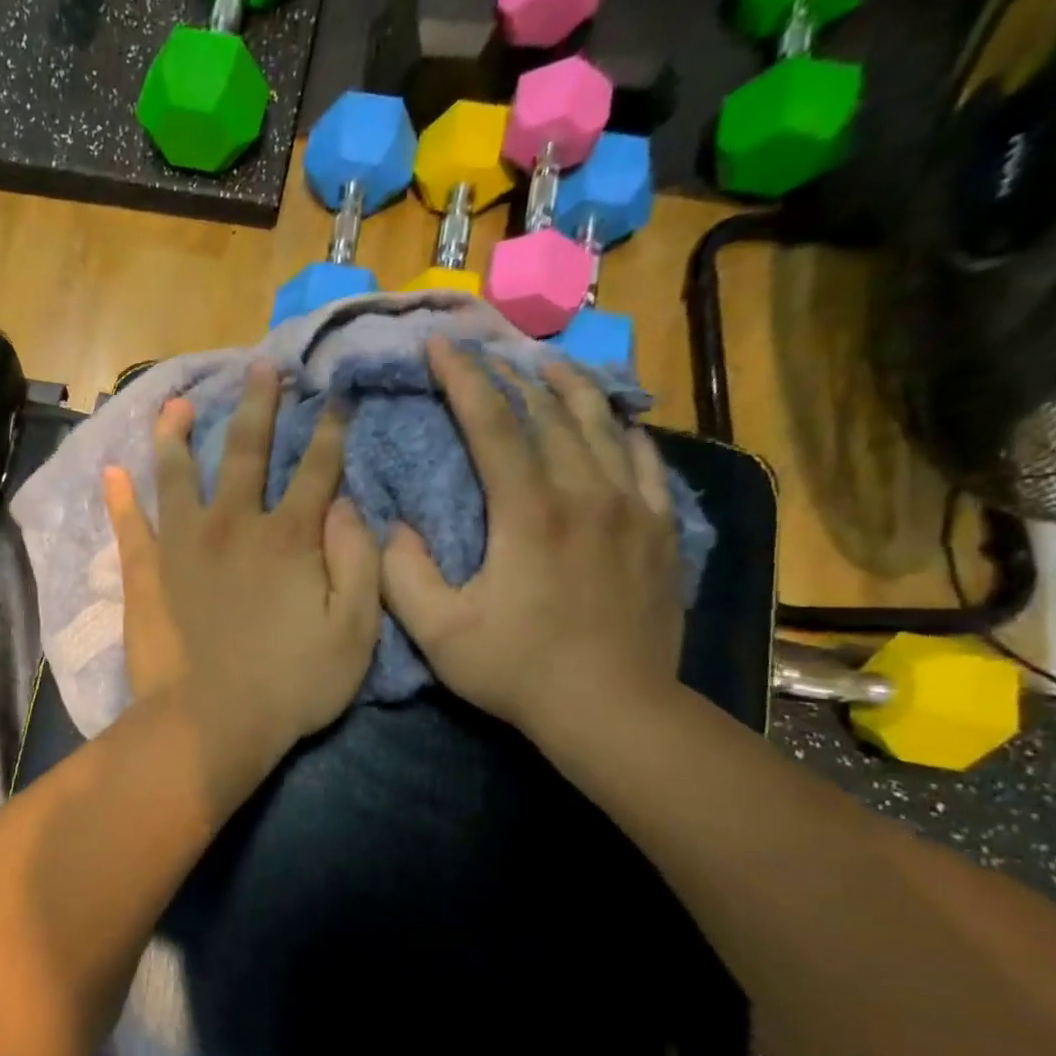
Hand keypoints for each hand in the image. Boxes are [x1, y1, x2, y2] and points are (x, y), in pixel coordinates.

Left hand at [103, 362, 380, 789]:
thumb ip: (358, 563)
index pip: (318, 469)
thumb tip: (349, 506)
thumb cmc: (291, 685)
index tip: (335, 398)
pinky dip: (120, 498)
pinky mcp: (147, 574)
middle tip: (262, 368)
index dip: (331, 432)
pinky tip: (112, 472)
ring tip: (176, 404)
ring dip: (179, 435)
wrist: (210, 724)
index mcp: (289, 537)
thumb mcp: (354, 632)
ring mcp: (183, 546)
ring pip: (179, 474)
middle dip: (260, 406)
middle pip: (248, 451)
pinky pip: (130, 526)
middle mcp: (234, 525)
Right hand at [380, 339, 684, 742]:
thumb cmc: (519, 670)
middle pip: (551, 411)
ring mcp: (632, 508)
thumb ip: (403, 574)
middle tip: (490, 351)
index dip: (463, 379)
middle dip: (515, 374)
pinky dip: (623, 432)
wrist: (614, 709)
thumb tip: (394, 526)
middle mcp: (585, 494)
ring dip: (571, 389)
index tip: (441, 346)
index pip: (492, 424)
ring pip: (604, 426)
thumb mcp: (438, 632)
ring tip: (550, 364)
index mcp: (528, 512)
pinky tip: (614, 423)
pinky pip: (646, 461)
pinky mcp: (660, 530)